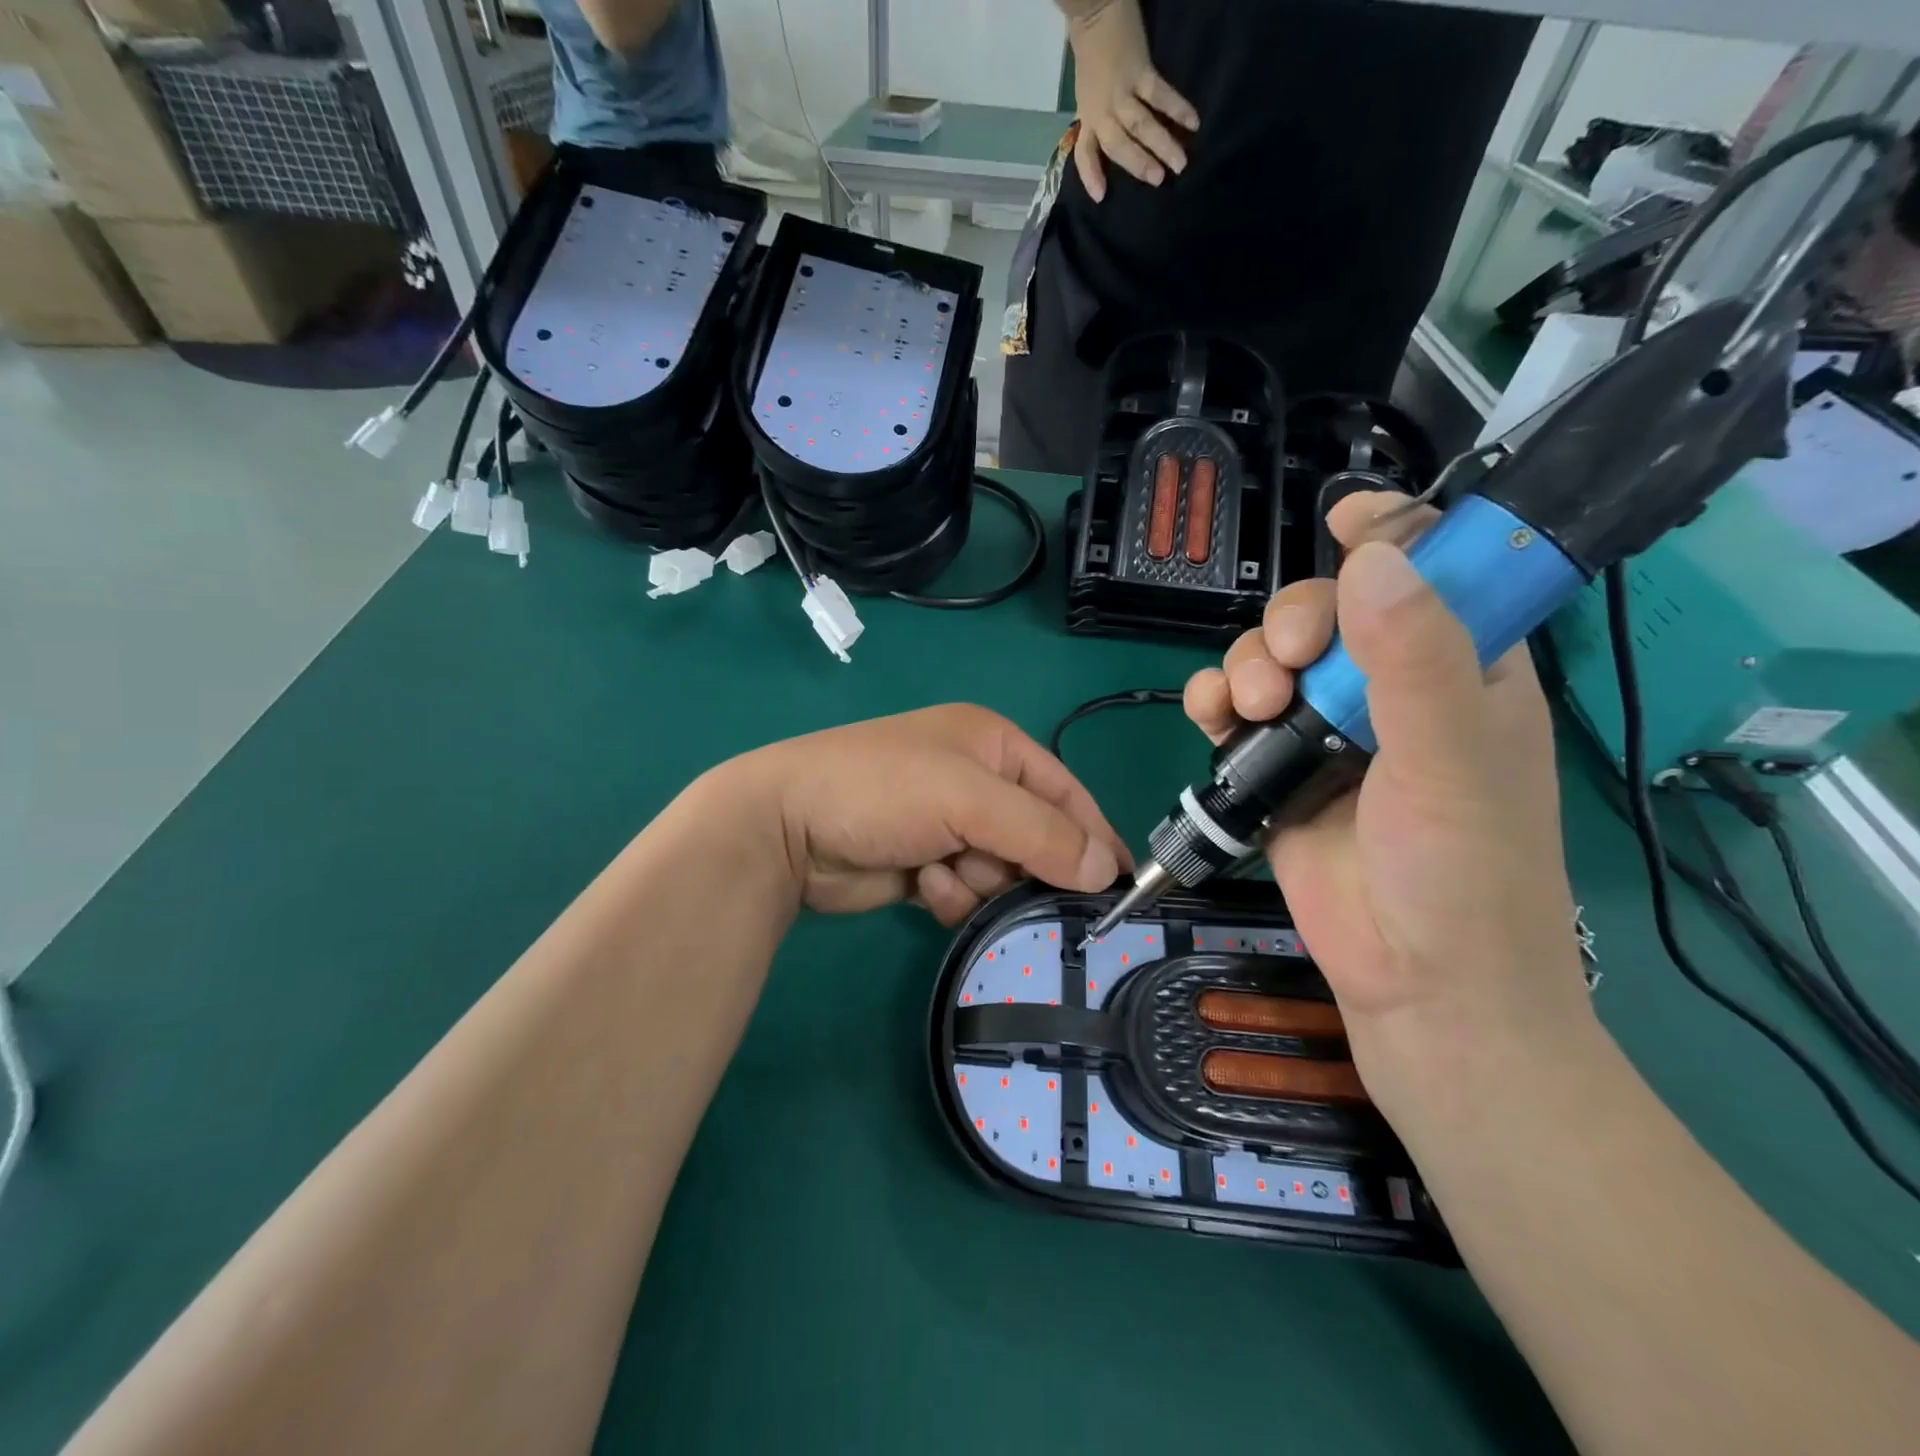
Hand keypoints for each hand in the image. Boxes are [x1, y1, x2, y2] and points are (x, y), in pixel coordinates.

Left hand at [724, 705, 1129, 925]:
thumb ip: (1041, 833)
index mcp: (993, 745)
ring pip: (1001, 871)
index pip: (1066, 792)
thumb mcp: (968, 800)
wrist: (784, 827)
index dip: (1093, 836)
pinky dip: (950, 894)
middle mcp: (976, 781)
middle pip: (1036, 838)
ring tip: (945, 875)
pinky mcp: (924, 863)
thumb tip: (1106, 870)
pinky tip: (921, 885)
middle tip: (1008, 883)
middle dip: (1021, 866)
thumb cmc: (881, 791)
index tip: (1120, 887)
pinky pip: (966, 890)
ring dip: (979, 882)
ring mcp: (947, 824)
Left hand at [1065, 0, 1197, 200]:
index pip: (1085, 154)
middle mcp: (1103, 112)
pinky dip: (1177, 108)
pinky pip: (1161, 95)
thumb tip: (1105, 143)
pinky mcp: (1141, 71)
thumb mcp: (1086, 98)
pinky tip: (1193, 122)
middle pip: (1120, 146)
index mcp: (1088, 118)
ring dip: (1162, 145)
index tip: (1101, 197)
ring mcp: (1122, 92)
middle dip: (1139, 165)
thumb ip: (1094, 124)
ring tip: (1180, 163)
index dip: (1091, 175)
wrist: (1095, 12)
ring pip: (1142, 125)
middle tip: (1160, 181)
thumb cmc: (1091, 58)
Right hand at [1183, 495, 1595, 1110]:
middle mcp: (1389, 689)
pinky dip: (1213, 701)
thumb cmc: (1462, 870)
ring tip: (1247, 709)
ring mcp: (1327, 730)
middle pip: (1327, 610)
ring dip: (1244, 665)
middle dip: (1291, 623)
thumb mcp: (1451, 758)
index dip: (1391, 535)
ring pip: (1269, 657)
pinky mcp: (1277, 769)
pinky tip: (1211, 717)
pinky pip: (1233, 710)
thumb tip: (1370, 556)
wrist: (1414, 982)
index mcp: (1460, 669)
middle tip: (1285, 666)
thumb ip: (1412, 658)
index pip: (1431, 572)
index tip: (1343, 520)